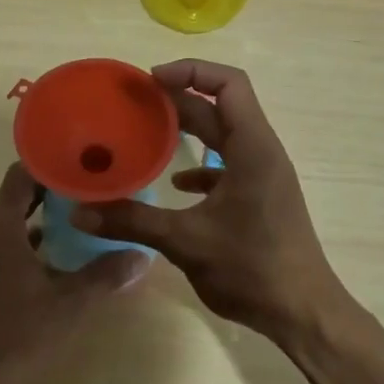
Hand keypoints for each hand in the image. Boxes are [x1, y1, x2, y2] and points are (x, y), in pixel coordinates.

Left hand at [0, 163, 147, 383]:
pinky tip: (52, 253)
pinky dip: (23, 238)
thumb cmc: (23, 333)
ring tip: (75, 216)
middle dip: (48, 190)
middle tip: (85, 188)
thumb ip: (106, 274)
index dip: (47, 165)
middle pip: (13, 196)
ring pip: (6, 220)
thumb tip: (143, 256)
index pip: (19, 175)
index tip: (78, 164)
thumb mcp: (71, 302)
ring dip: (36, 216)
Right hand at [70, 61, 349, 346]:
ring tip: (147, 132)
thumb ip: (132, 221)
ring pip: (224, 136)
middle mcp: (261, 151)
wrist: (303, 312)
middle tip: (134, 103)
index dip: (191, 71)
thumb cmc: (251, 268)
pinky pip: (228, 165)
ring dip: (189, 130)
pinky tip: (175, 185)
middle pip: (220, 107)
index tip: (151, 81)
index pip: (228, 84)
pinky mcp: (260, 197)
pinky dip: (201, 166)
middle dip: (178, 100)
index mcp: (252, 147)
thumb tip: (81, 211)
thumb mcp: (185, 241)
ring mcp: (263, 175)